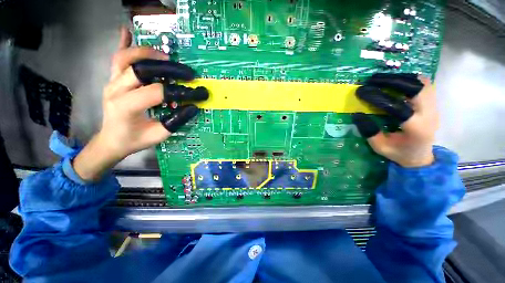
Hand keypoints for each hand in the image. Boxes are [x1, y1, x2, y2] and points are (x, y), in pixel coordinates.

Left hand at [73, 27, 207, 181]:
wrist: (111, 140)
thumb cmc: (134, 140)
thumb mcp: (158, 135)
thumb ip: (175, 121)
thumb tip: (193, 107)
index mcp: (126, 107)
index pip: (156, 92)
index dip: (178, 91)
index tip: (196, 93)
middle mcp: (115, 90)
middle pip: (140, 68)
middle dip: (166, 67)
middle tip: (185, 71)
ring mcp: (111, 82)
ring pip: (125, 58)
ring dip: (147, 53)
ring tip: (166, 56)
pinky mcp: (112, 79)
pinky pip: (116, 58)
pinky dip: (123, 43)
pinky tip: (128, 31)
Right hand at [352, 73, 438, 167]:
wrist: (421, 156)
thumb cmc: (399, 153)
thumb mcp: (379, 147)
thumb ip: (369, 132)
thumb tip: (357, 114)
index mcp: (416, 129)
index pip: (398, 107)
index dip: (378, 97)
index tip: (361, 92)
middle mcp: (429, 115)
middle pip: (416, 88)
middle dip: (392, 81)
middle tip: (372, 80)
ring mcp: (434, 107)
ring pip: (422, 83)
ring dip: (401, 78)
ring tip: (382, 79)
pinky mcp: (433, 103)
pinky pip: (424, 84)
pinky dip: (409, 79)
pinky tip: (396, 82)